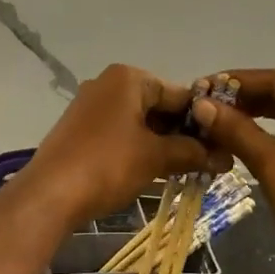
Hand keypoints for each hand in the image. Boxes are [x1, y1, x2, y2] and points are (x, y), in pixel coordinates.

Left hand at [19, 64, 228, 227]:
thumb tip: (225, 157)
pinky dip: (139, 152)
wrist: (50, 195)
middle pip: (158, 108)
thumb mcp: (156, 158)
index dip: (204, 122)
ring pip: (139, 125)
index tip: (223, 147)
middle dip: (183, 136)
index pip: (180, 94)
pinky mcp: (79, 133)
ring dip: (162, 147)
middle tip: (208, 163)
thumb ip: (192, 152)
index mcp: (128, 78)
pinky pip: (119, 137)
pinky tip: (154, 174)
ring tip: (186, 172)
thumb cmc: (108, 166)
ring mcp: (89, 109)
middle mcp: (107, 85)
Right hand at [188, 69, 274, 244]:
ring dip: (252, 119)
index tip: (202, 86)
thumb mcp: (273, 164)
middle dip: (244, 100)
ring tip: (217, 123)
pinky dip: (265, 138)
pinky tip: (240, 144)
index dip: (238, 81)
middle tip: (205, 106)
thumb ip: (238, 131)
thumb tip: (202, 105)